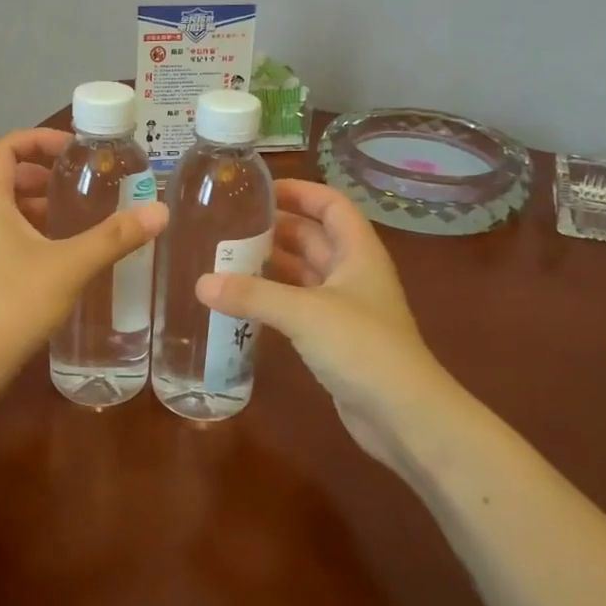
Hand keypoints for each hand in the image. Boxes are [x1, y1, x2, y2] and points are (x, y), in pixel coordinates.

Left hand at [0, 128, 167, 374]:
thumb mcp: (70, 266)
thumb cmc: (13, 303)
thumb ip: (114, 238)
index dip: (36, 139)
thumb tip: (158, 212)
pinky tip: (52, 253)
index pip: (2, 150)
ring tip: (63, 213)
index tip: (71, 149)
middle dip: (26, 170)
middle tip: (60, 181)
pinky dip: (20, 229)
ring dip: (23, 201)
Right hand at [196, 179, 458, 472]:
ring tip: (227, 257)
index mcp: (359, 252)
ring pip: (304, 272)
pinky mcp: (334, 338)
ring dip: (272, 263)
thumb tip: (200, 283)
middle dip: (276, 227)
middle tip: (229, 224)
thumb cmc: (363, 348)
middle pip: (314, 236)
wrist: (404, 416)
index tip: (259, 189)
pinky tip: (243, 300)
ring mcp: (345, 308)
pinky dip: (273, 297)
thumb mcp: (304, 313)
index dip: (300, 191)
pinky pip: (298, 305)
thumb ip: (252, 295)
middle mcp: (353, 273)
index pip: (331, 205)